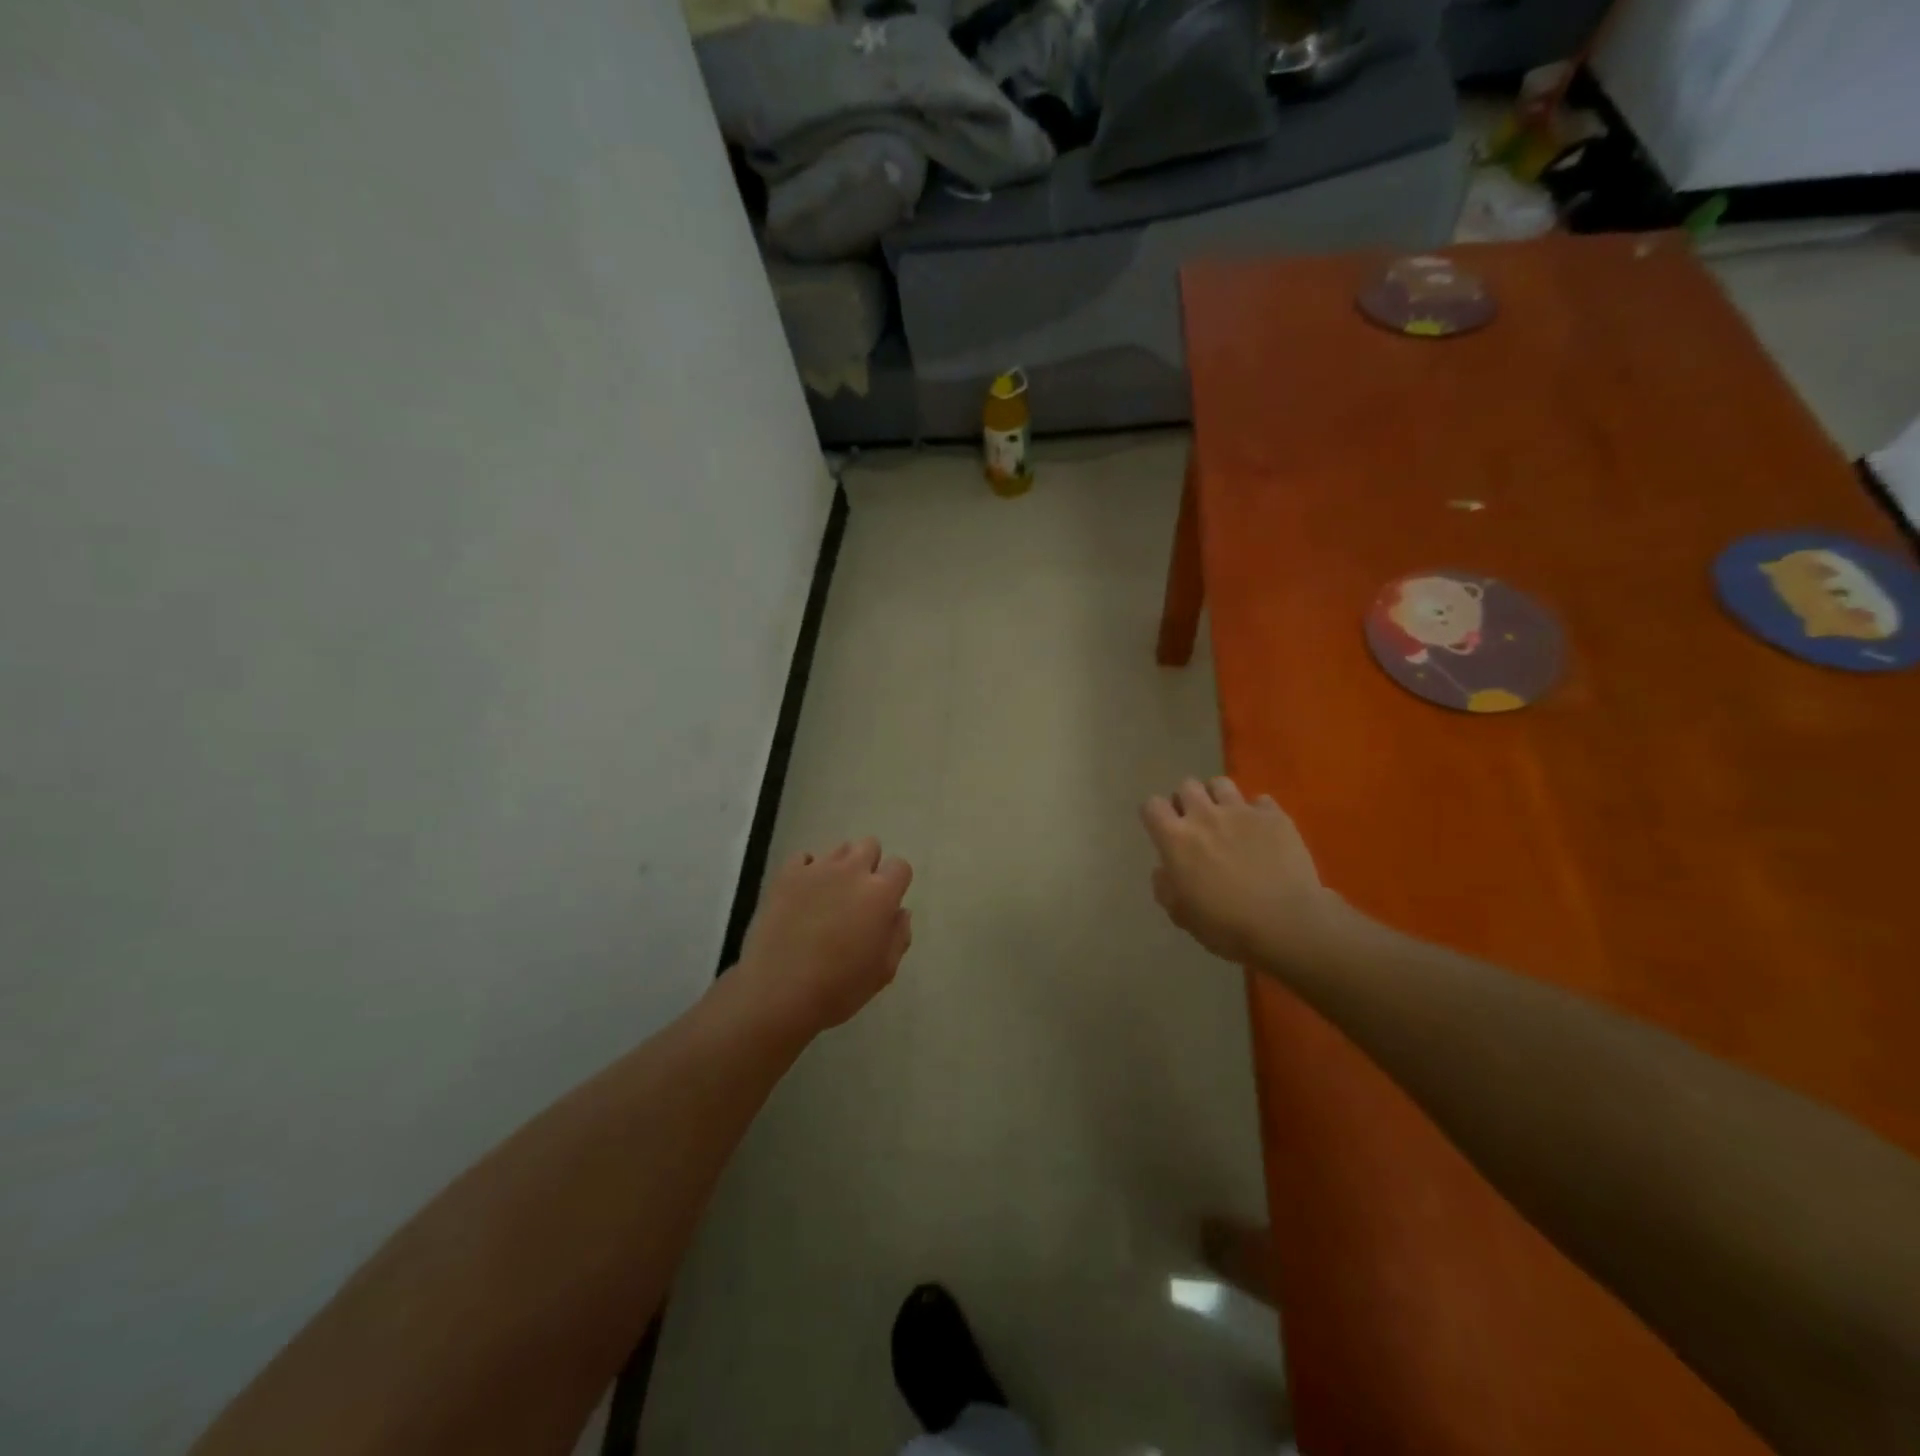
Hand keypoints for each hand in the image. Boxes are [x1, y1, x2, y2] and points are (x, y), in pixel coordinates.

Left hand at [738, 838, 912, 1031]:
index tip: (886, 904)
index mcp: (881, 893)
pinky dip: (807, 871)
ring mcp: (817, 869)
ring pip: (838, 849)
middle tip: (858, 896)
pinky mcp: (787, 875)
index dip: (896, 883)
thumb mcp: (883, 971)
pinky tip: (803, 894)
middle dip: (869, 865)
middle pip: (869, 846)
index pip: (900, 866)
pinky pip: (803, 858)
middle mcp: (852, 871)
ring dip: (840, 867)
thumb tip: (900, 912)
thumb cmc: (839, 987)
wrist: (778, 991)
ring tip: (828, 896)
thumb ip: (899, 936)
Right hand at [1140, 777, 1344, 967]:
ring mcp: (1241, 811)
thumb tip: (1164, 870)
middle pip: (1186, 786)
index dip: (1154, 815)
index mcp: (1176, 839)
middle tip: (1195, 824)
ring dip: (1217, 798)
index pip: (1152, 806)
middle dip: (1186, 801)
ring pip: (1220, 784)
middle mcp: (1204, 816)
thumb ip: (1165, 887)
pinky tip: (1261, 831)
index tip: (1161, 829)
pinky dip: (1256, 812)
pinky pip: (1260, 800)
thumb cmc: (1227, 925)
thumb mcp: (1182, 915)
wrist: (1287, 924)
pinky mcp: (1274, 816)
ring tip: (1226, 818)